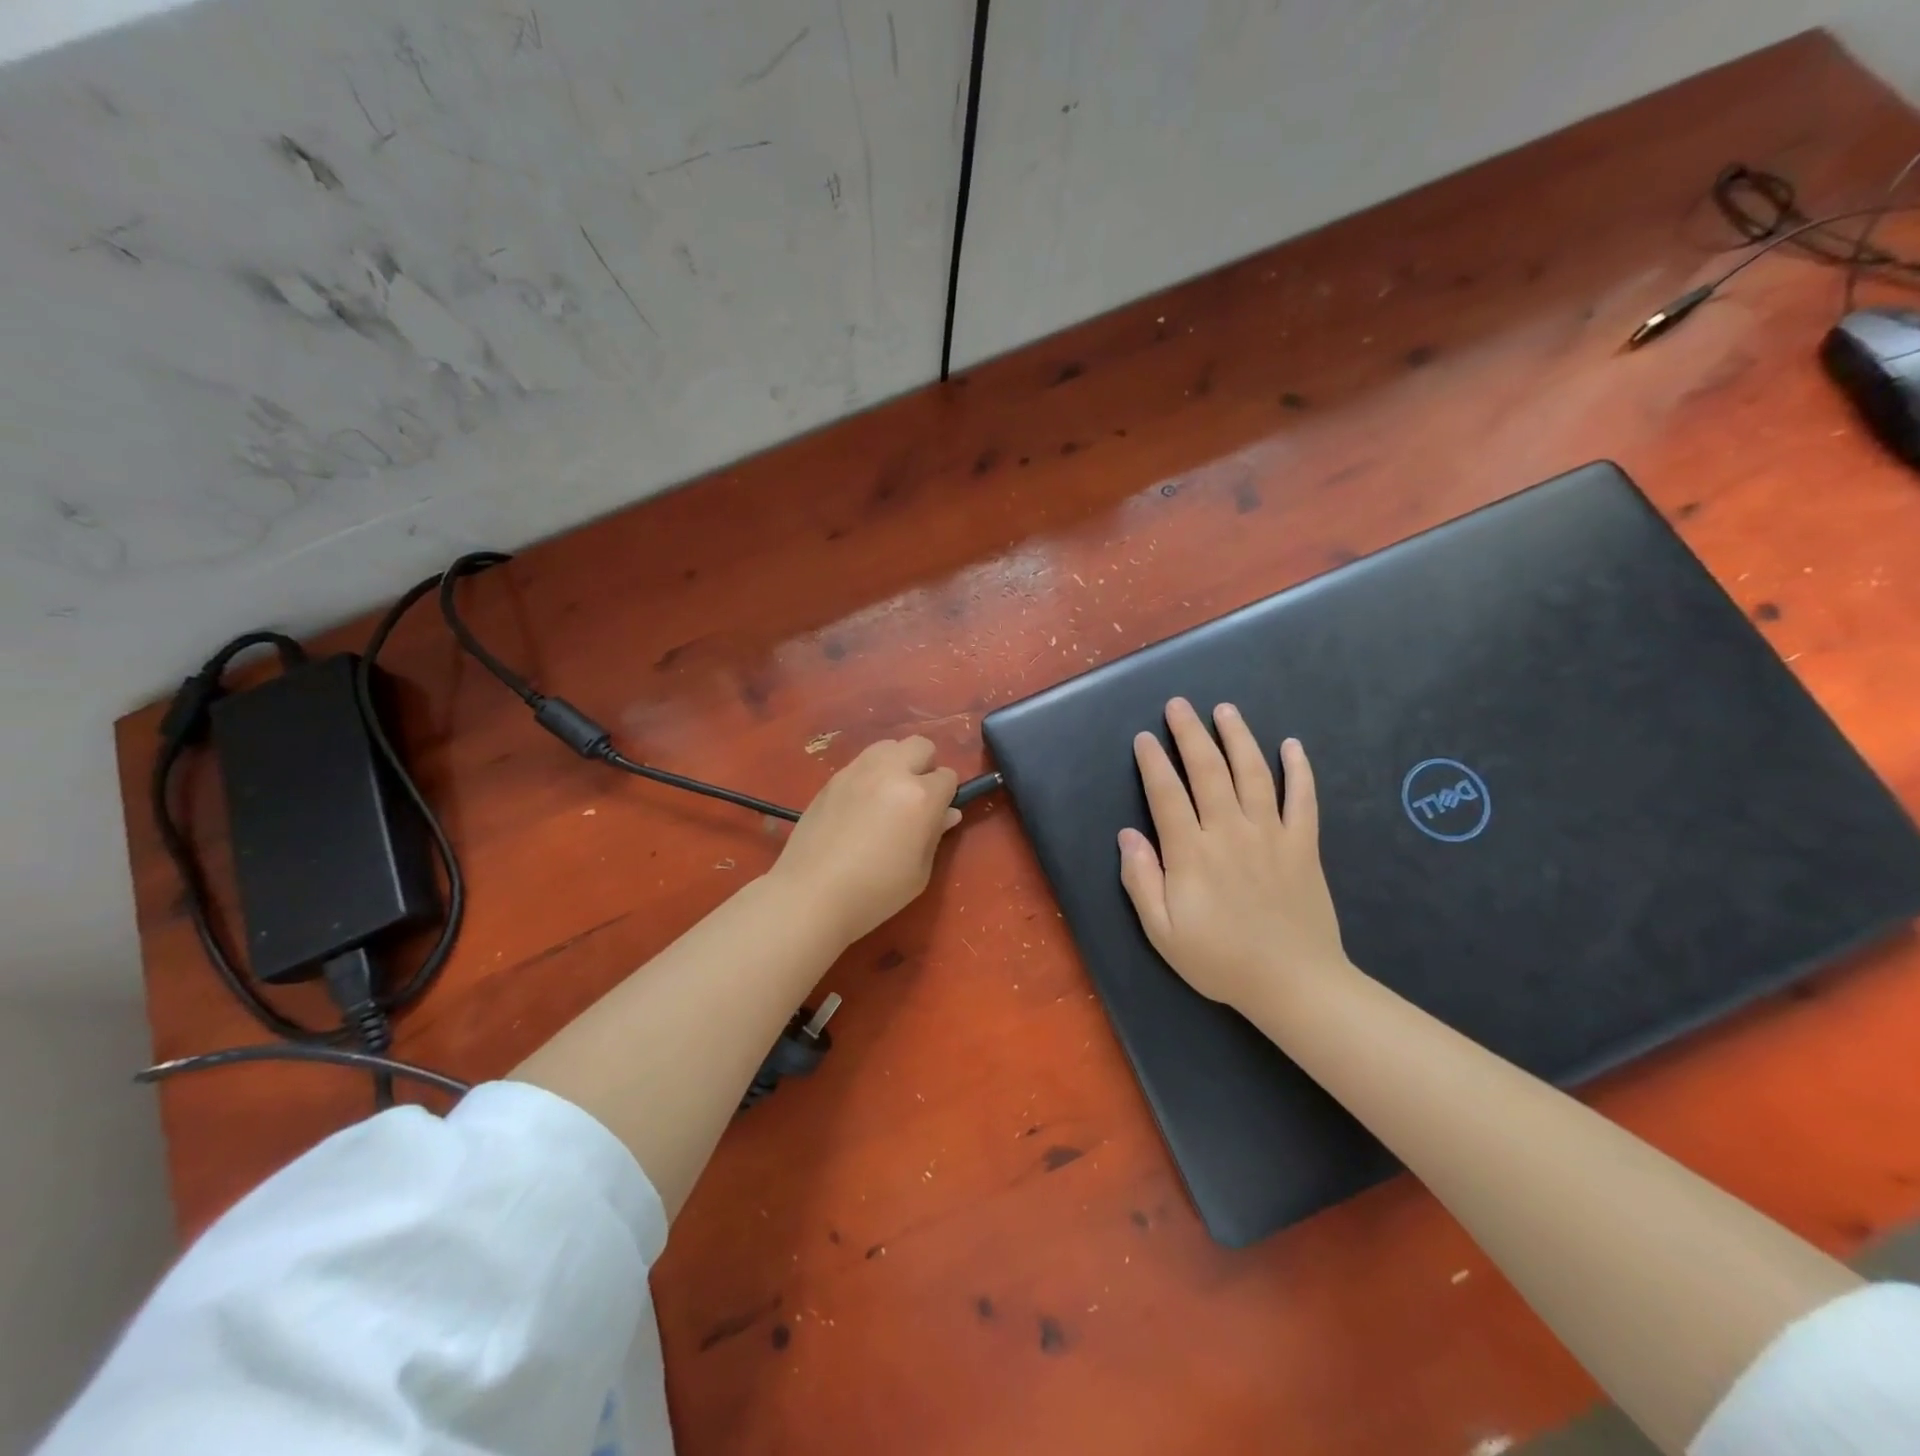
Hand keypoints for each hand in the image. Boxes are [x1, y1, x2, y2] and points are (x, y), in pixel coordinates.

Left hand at [769, 737, 960, 946]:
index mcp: (920, 796)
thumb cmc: (875, 891)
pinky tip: (860, 806)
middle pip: (920, 746)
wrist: (811, 894)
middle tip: (916, 799)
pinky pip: (861, 762)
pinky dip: (870, 775)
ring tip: (887, 796)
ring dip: (896, 764)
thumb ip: (935, 835)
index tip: (937, 815)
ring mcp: (858, 771)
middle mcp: (891, 772)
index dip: (947, 795)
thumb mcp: (919, 871)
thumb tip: (947, 813)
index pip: (948, 776)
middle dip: (925, 767)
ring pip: (888, 746)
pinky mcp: (832, 779)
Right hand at [1118, 698, 1346, 1013]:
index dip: (1153, 762)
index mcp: (1192, 853)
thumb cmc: (1219, 960)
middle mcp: (1230, 832)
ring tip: (1225, 710)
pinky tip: (1293, 745)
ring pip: (1252, 774)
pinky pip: (1302, 799)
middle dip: (1190, 734)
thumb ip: (1141, 881)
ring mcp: (1271, 835)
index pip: (1167, 794)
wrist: (1293, 983)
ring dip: (1238, 738)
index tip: (1145, 737)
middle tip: (1179, 705)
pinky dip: (1299, 770)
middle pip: (1208, 771)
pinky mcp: (1303, 845)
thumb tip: (1128, 836)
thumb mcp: (1162, 932)